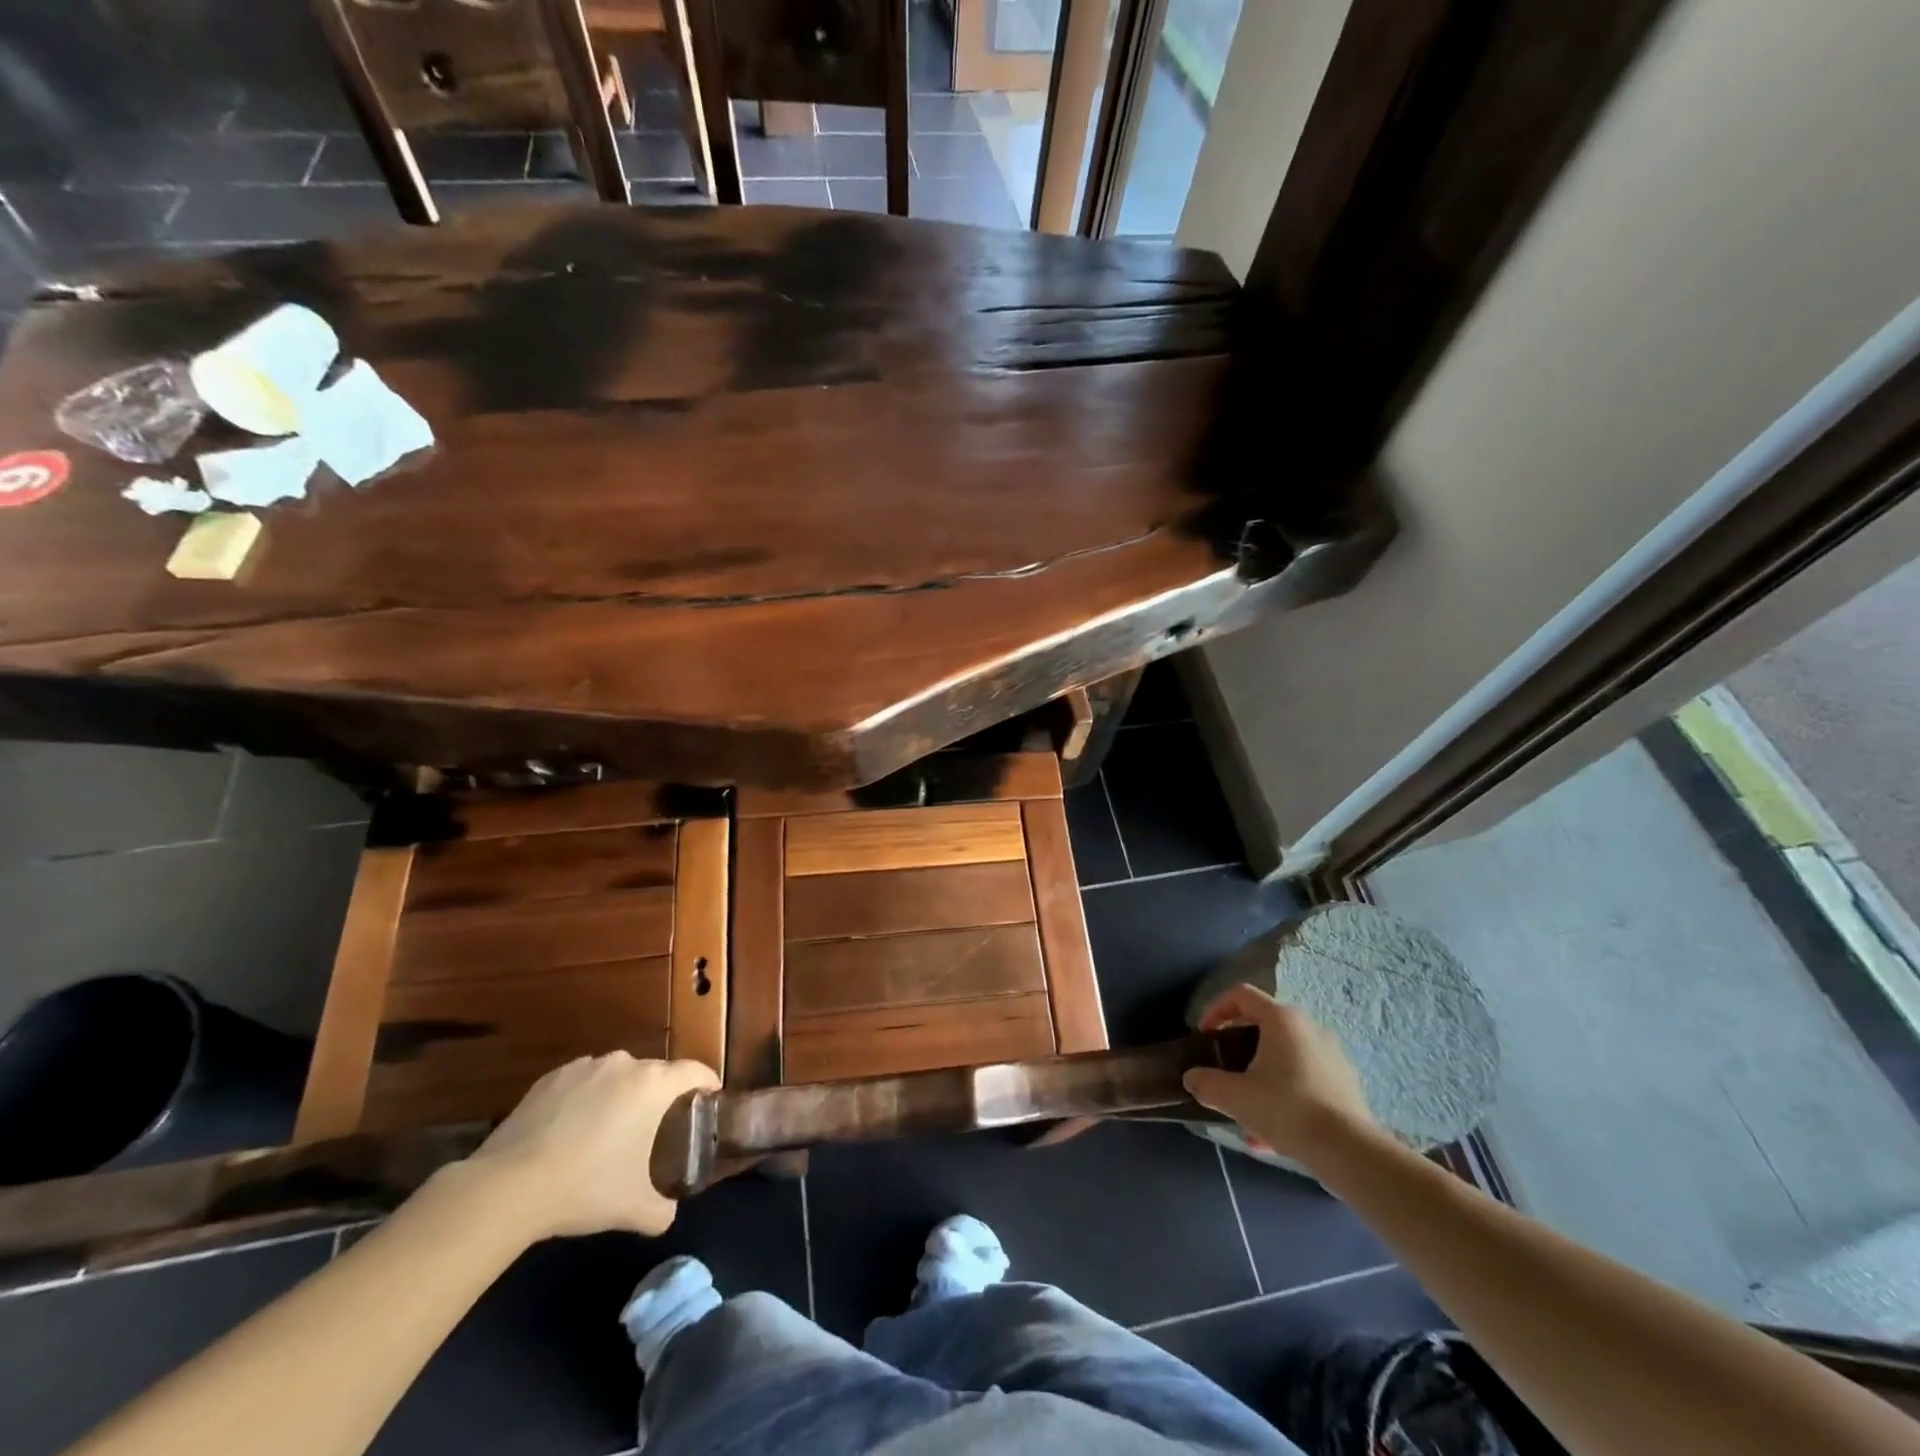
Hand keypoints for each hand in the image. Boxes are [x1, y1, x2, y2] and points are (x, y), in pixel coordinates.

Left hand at [466, 1052, 719, 1238]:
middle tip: (656, 1129)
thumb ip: (663, 1209)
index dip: (707, 1083)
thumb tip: (667, 1213)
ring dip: (621, 1096)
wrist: (508, 1187)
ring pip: (617, 1076)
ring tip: (610, 1132)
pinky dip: (586, 1100)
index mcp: (654, 1084)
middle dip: (660, 1096)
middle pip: (655, 1073)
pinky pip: (582, 1083)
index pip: (696, 1070)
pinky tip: (571, 1133)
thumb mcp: (635, 1208)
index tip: (710, 1098)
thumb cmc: (586, 1187)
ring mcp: (585, 1067)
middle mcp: (625, 1064)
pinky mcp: (551, 1078)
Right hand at [1183, 983, 1377, 1168]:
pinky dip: (1285, 1096)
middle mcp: (1310, 1028)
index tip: (1205, 1036)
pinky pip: (1304, 1080)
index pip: (1241, 995)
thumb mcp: (1235, 1097)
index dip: (1216, 1010)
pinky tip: (1274, 1133)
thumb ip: (1207, 1083)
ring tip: (1247, 1114)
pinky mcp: (1345, 1083)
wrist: (1348, 1151)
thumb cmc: (1286, 1109)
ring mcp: (1332, 1055)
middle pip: (1264, 1026)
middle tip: (1225, 1072)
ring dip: (1261, 1078)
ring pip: (1284, 1058)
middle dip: (1239, 1050)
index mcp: (1282, 1019)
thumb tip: (1192, 1079)